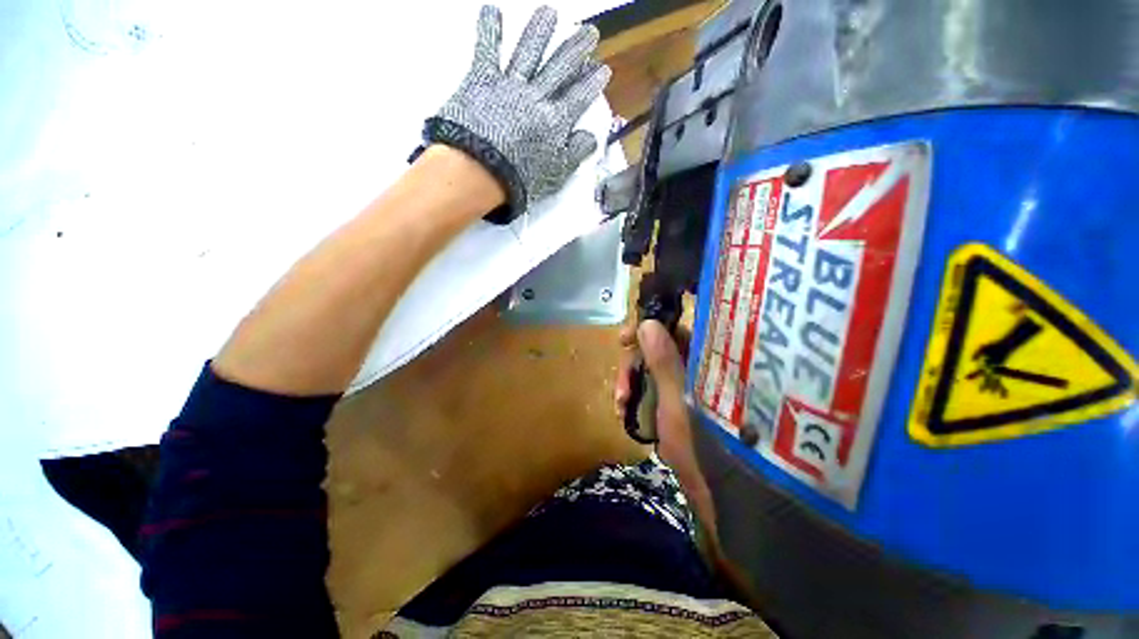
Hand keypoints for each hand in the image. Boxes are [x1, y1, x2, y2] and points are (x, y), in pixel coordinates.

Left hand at [424, 5, 611, 222]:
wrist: (480, 170)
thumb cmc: (520, 179)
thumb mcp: (556, 175)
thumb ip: (576, 154)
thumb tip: (591, 136)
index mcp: (556, 121)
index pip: (580, 97)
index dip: (593, 83)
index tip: (603, 69)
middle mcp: (537, 96)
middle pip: (561, 68)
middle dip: (576, 49)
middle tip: (589, 32)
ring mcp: (510, 84)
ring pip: (529, 51)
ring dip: (541, 30)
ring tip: (550, 13)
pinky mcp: (481, 79)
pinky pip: (487, 49)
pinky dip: (490, 29)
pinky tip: (492, 10)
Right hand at [615, 320, 693, 463]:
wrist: (723, 490)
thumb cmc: (704, 442)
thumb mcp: (679, 400)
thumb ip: (664, 361)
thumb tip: (648, 323)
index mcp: (701, 360)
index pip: (671, 330)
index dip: (645, 329)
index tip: (623, 339)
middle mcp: (692, 368)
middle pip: (654, 350)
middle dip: (631, 366)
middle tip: (620, 390)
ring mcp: (681, 386)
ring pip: (648, 370)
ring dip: (629, 383)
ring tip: (620, 406)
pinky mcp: (672, 404)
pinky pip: (647, 389)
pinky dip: (633, 397)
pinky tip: (623, 414)